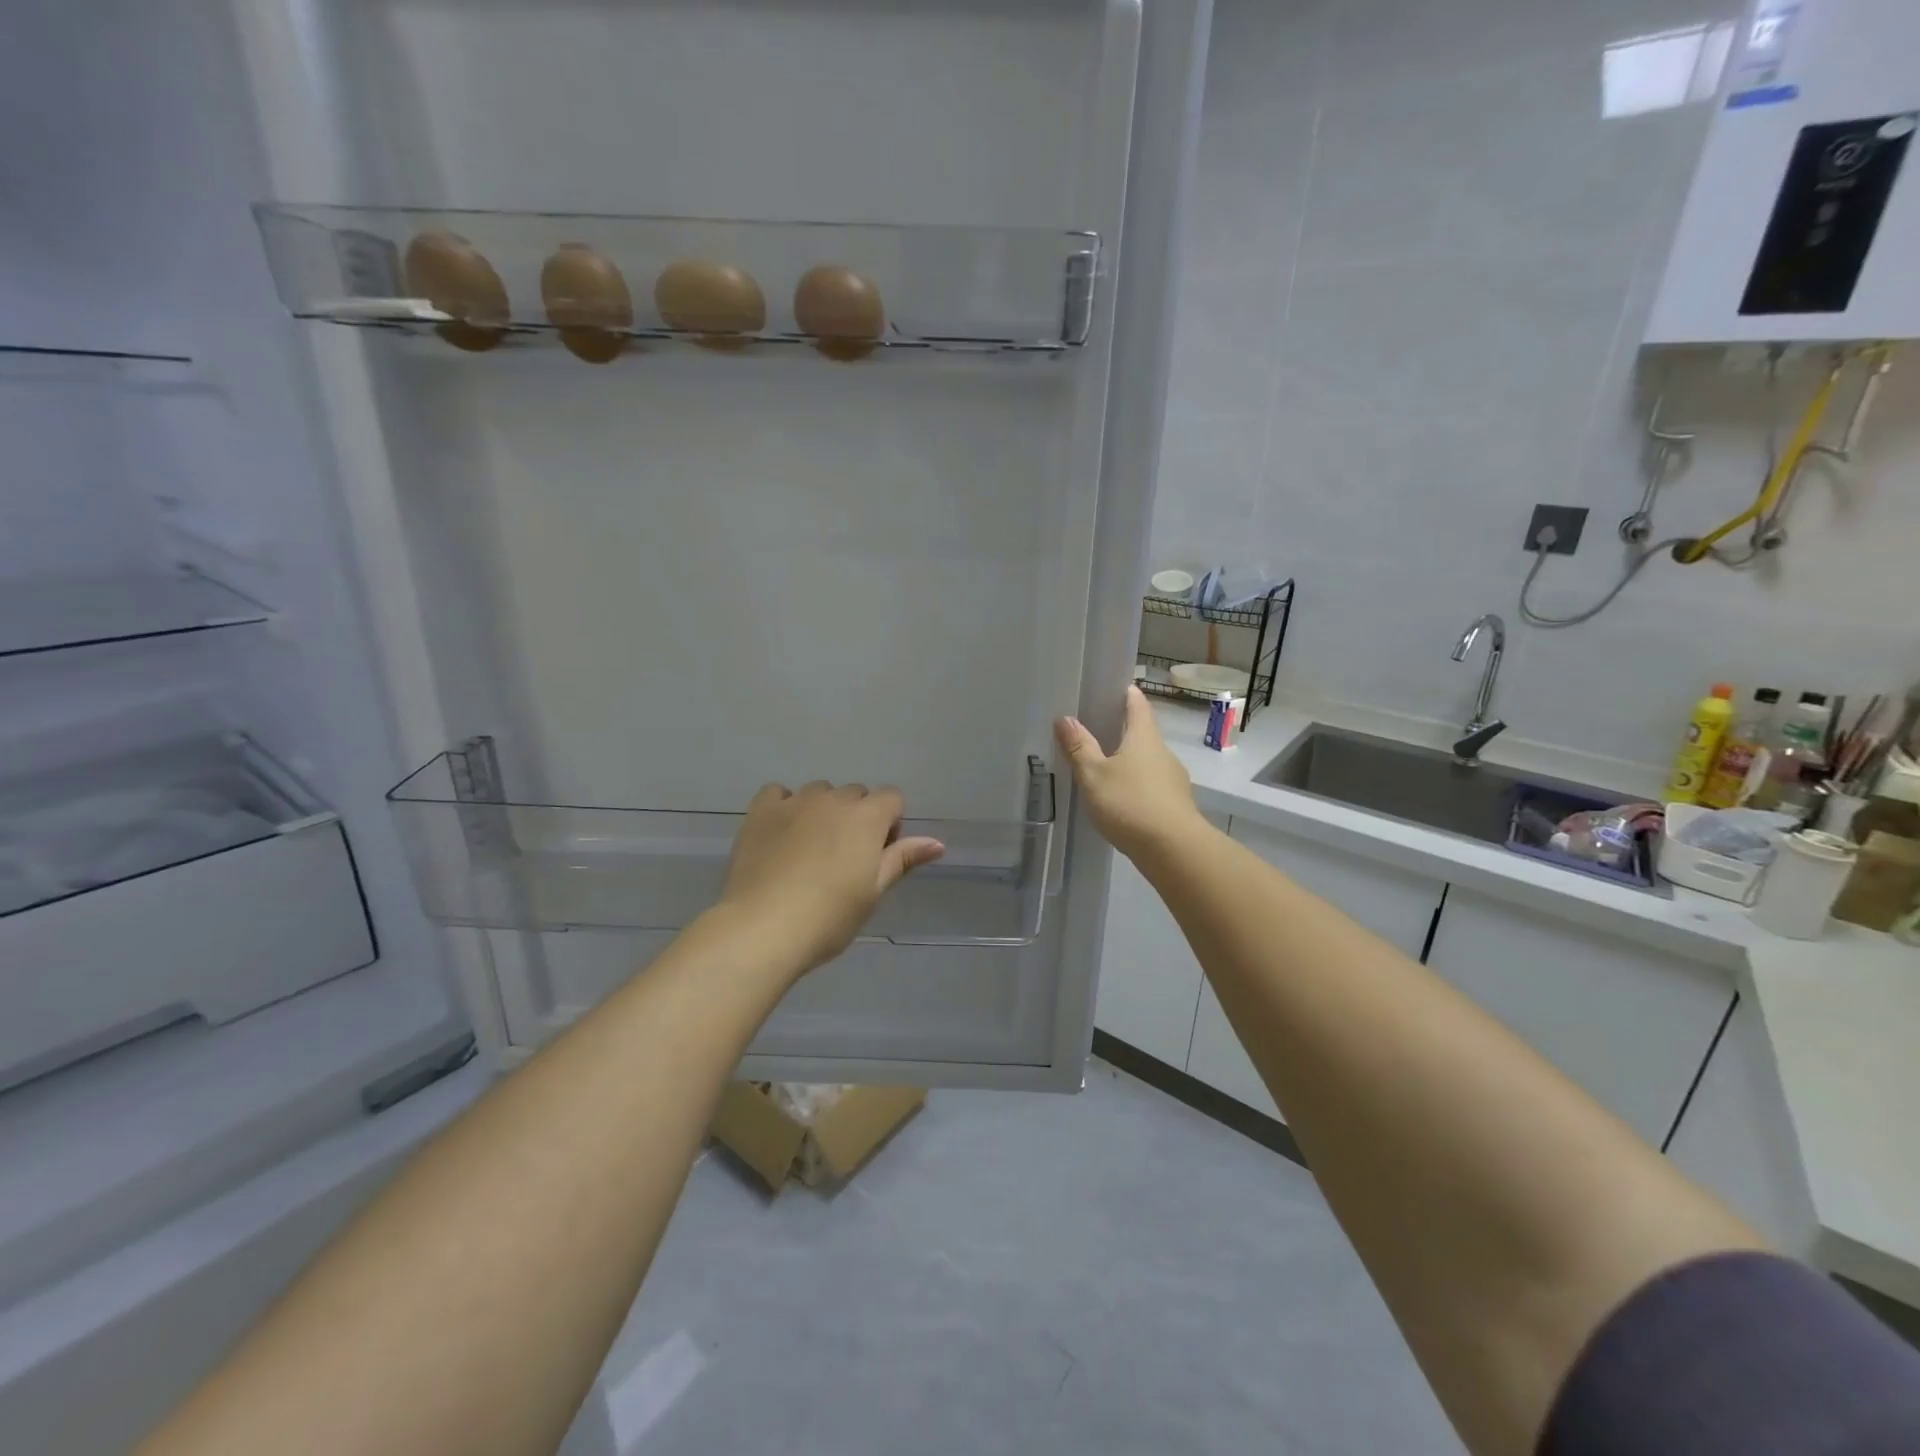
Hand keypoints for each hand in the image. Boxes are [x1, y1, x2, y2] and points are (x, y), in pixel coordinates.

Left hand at [717, 782, 944, 977]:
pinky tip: (781, 833)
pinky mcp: (761, 810)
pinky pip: (779, 793)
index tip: (877, 856)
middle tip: (844, 859)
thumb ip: (902, 859)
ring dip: (823, 810)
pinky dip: (785, 806)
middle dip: (857, 817)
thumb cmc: (829, 917)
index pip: (892, 798)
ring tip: (810, 849)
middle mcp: (833, 799)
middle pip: (856, 794)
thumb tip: (937, 843)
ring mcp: (794, 801)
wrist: (763, 927)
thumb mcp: (873, 892)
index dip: (890, 824)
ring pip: (819, 792)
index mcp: (867, 817)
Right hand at [1055, 686, 1204, 861]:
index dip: (1125, 693)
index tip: (1109, 689)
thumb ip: (1080, 747)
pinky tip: (1121, 799)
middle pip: (1143, 732)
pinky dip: (1137, 785)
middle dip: (1122, 729)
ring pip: (1148, 760)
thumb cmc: (1130, 803)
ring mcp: (1173, 779)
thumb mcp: (1094, 775)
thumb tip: (1065, 718)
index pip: (1137, 703)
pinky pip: (1152, 785)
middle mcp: (1162, 752)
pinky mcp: (1175, 804)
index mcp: (1144, 736)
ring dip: (1129, 760)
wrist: (1174, 849)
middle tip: (1095, 730)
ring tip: (1103, 768)